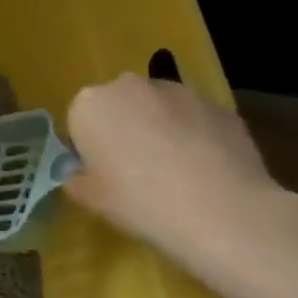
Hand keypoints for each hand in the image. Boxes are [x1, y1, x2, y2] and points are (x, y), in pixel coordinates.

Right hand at [63, 74, 290, 270]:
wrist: (221, 210)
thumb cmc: (139, 201)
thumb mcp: (88, 198)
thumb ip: (76, 178)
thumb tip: (82, 173)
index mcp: (89, 104)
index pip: (79, 122)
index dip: (88, 149)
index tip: (102, 174)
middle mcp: (129, 86)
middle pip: (118, 107)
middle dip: (124, 130)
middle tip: (135, 171)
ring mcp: (178, 92)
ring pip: (158, 110)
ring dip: (159, 129)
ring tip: (176, 172)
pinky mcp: (219, 106)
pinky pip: (195, 120)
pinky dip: (195, 136)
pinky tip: (205, 171)